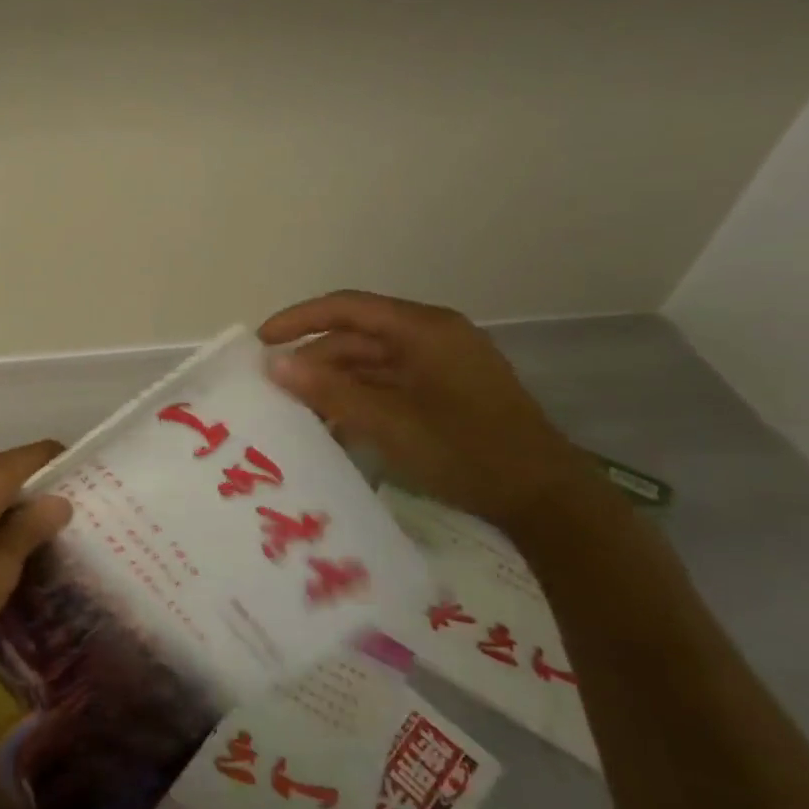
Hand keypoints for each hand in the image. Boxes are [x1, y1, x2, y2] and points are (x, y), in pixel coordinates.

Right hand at [258, 290, 598, 532]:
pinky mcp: (448, 393)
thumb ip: (329, 391)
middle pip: (358, 337)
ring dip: (335, 384)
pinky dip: (360, 400)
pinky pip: (390, 385)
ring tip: (300, 412)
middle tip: (276, 388)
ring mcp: (443, 365)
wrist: (547, 501)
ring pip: (371, 364)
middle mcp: (433, 337)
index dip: (299, 319)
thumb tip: (274, 365)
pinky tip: (337, 427)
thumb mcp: (388, 422)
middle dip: (315, 360)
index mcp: (424, 329)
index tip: (262, 341)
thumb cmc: (466, 451)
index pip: (347, 307)